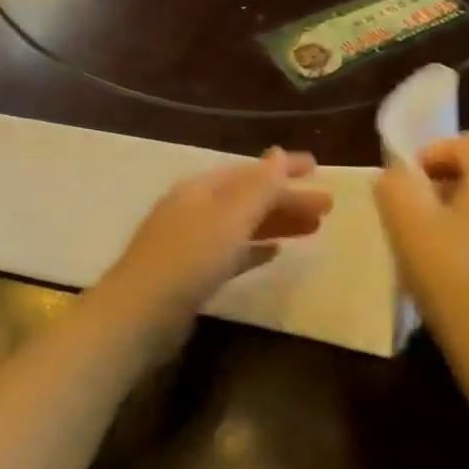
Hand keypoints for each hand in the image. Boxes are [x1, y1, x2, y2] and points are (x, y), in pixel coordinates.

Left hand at [97, 149, 332, 336]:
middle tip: (328, 206)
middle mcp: (195, 209)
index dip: (283, 168)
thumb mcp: (228, 218)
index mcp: (200, 188)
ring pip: (243, 225)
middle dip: (286, 198)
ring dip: (276, 222)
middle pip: (248, 197)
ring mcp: (191, 242)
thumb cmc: (188, 259)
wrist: (140, 315)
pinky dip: (255, 248)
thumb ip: (257, 187)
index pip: (249, 171)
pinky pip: (232, 252)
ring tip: (314, 228)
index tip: (318, 167)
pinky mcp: (192, 274)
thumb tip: (278, 154)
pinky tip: (275, 253)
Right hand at [375, 133, 468, 389]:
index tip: (403, 189)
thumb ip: (395, 184)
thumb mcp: (406, 222)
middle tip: (413, 218)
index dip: (428, 155)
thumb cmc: (455, 277)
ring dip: (463, 217)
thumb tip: (399, 176)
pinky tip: (463, 281)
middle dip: (443, 186)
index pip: (466, 142)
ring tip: (434, 251)